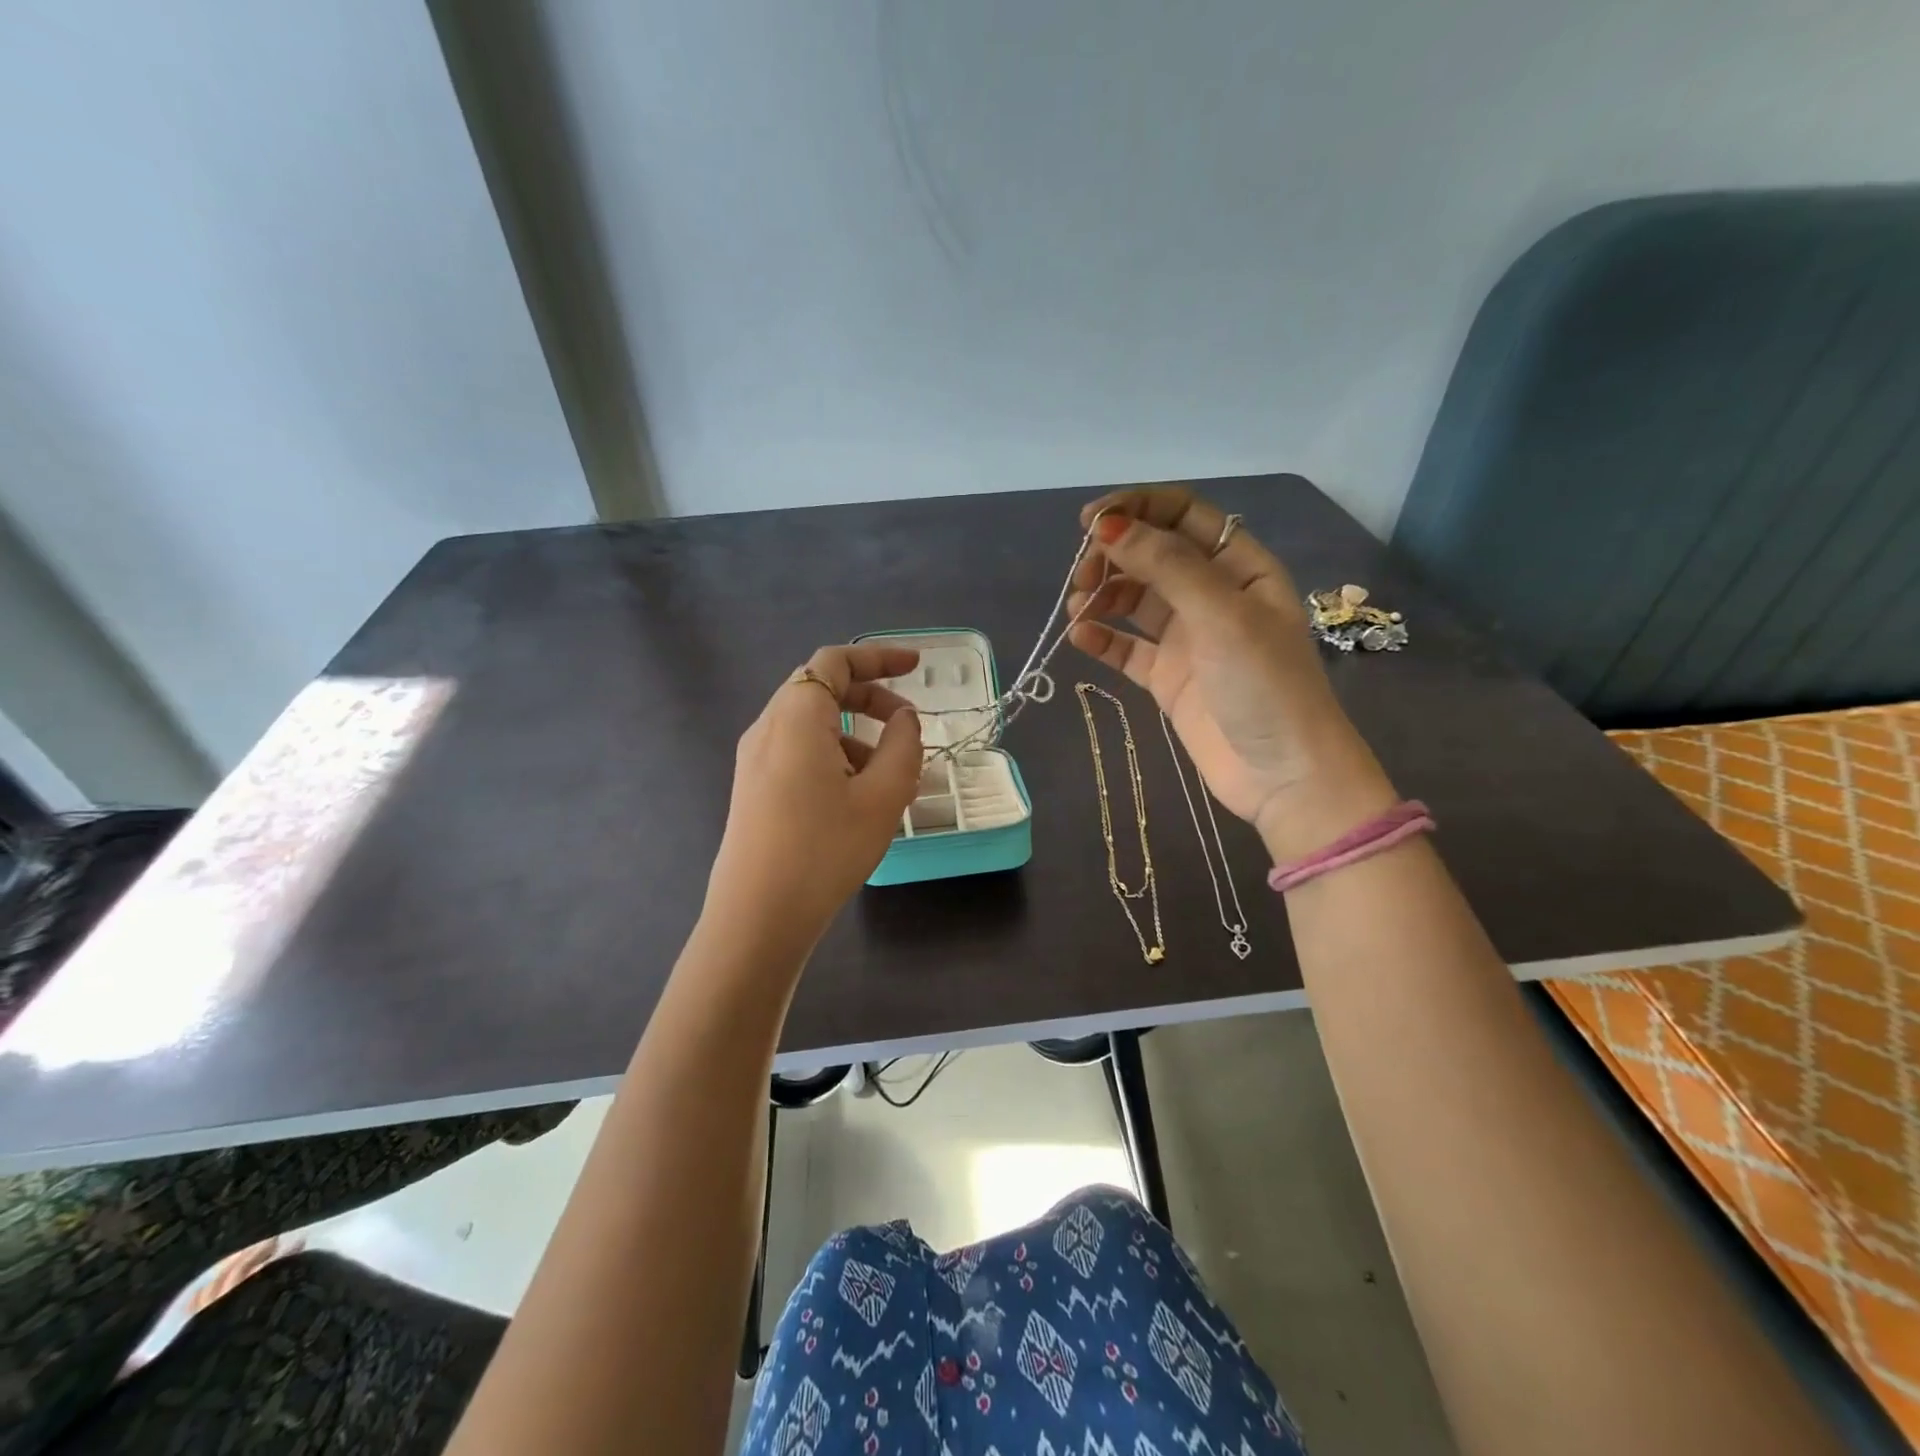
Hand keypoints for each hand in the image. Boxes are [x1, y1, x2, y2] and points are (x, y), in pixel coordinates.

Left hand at [704, 644, 923, 951]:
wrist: (758, 916)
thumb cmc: (824, 849)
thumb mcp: (883, 796)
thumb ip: (903, 745)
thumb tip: (904, 719)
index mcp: (796, 717)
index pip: (835, 662)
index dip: (878, 658)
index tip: (916, 668)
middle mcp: (768, 728)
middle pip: (822, 690)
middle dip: (870, 698)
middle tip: (908, 723)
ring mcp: (756, 760)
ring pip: (812, 725)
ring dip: (856, 734)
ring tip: (893, 775)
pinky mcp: (755, 788)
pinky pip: (800, 753)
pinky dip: (836, 757)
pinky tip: (861, 798)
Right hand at [1067, 487, 1396, 861]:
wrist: (1283, 776)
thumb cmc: (1265, 684)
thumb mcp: (1222, 614)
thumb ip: (1167, 565)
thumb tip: (1110, 526)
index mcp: (1239, 566)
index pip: (1183, 516)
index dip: (1138, 509)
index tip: (1090, 522)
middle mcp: (1211, 594)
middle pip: (1152, 555)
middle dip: (1114, 556)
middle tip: (1082, 576)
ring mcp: (1188, 638)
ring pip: (1134, 600)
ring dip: (1102, 596)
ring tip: (1078, 610)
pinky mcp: (1167, 677)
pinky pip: (1126, 647)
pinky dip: (1102, 638)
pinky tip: (1081, 637)